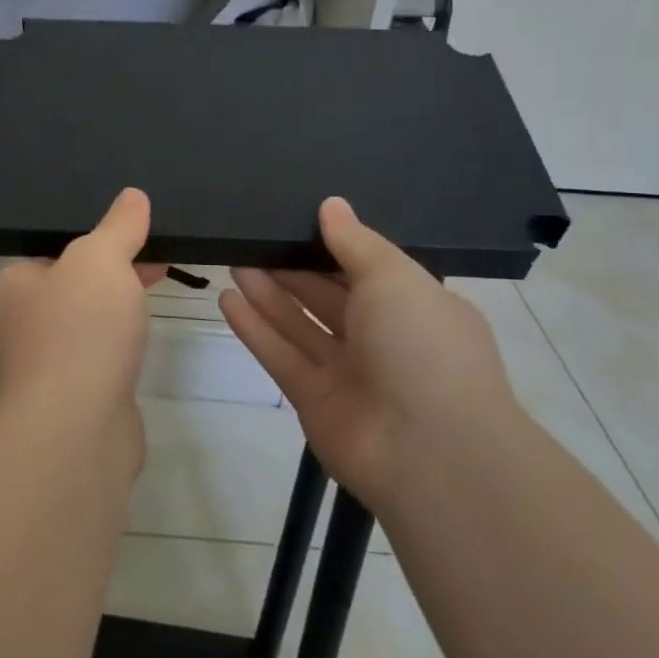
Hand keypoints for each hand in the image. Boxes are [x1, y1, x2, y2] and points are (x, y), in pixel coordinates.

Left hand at [0, 188, 164, 456]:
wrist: (77, 430)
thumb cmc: (78, 331)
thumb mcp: (100, 260)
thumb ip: (118, 226)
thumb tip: (133, 196)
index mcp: (13, 285)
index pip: (53, 248)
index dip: (95, 235)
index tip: (135, 227)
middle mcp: (22, 323)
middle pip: (74, 283)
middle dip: (114, 267)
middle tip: (157, 249)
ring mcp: (48, 363)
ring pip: (90, 319)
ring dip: (120, 303)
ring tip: (162, 278)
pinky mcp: (77, 395)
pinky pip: (102, 353)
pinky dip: (124, 340)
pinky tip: (147, 334)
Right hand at [219, 197, 514, 510]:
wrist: (430, 453)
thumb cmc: (423, 347)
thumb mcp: (394, 278)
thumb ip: (356, 241)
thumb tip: (331, 204)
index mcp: (415, 307)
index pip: (368, 269)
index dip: (333, 245)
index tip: (296, 220)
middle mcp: (383, 339)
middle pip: (327, 295)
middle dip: (292, 267)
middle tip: (252, 238)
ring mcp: (348, 373)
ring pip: (300, 324)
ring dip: (268, 294)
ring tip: (232, 259)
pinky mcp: (315, 400)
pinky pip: (281, 356)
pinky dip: (256, 329)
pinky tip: (227, 299)